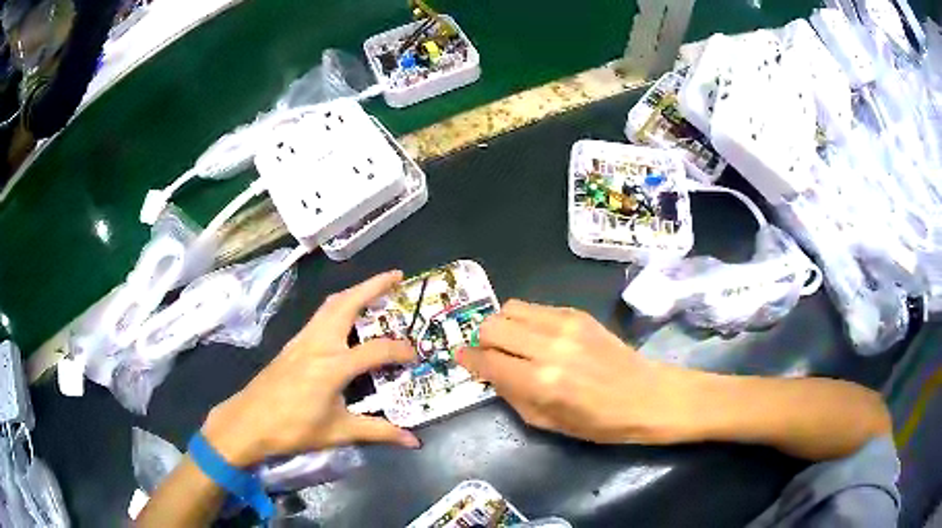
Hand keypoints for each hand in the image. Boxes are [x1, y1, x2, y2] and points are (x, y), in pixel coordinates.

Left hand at [202, 271, 419, 466]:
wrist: (248, 422)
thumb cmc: (293, 429)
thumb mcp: (338, 432)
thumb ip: (378, 431)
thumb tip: (412, 442)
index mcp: (333, 365)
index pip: (376, 349)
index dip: (400, 350)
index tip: (415, 356)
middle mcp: (318, 343)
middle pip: (347, 303)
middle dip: (373, 285)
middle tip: (397, 276)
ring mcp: (302, 340)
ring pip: (330, 304)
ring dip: (354, 291)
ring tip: (374, 289)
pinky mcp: (293, 343)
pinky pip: (320, 315)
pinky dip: (338, 305)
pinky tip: (344, 317)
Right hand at [459, 300, 692, 443]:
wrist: (645, 396)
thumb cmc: (598, 422)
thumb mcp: (546, 423)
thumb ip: (512, 395)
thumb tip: (489, 372)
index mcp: (540, 382)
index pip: (487, 361)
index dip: (468, 359)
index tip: (461, 358)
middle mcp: (548, 347)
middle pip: (493, 326)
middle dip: (482, 340)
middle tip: (490, 354)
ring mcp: (565, 325)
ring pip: (511, 308)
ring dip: (502, 325)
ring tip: (511, 341)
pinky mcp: (578, 314)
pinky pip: (536, 307)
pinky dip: (525, 320)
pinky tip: (536, 336)